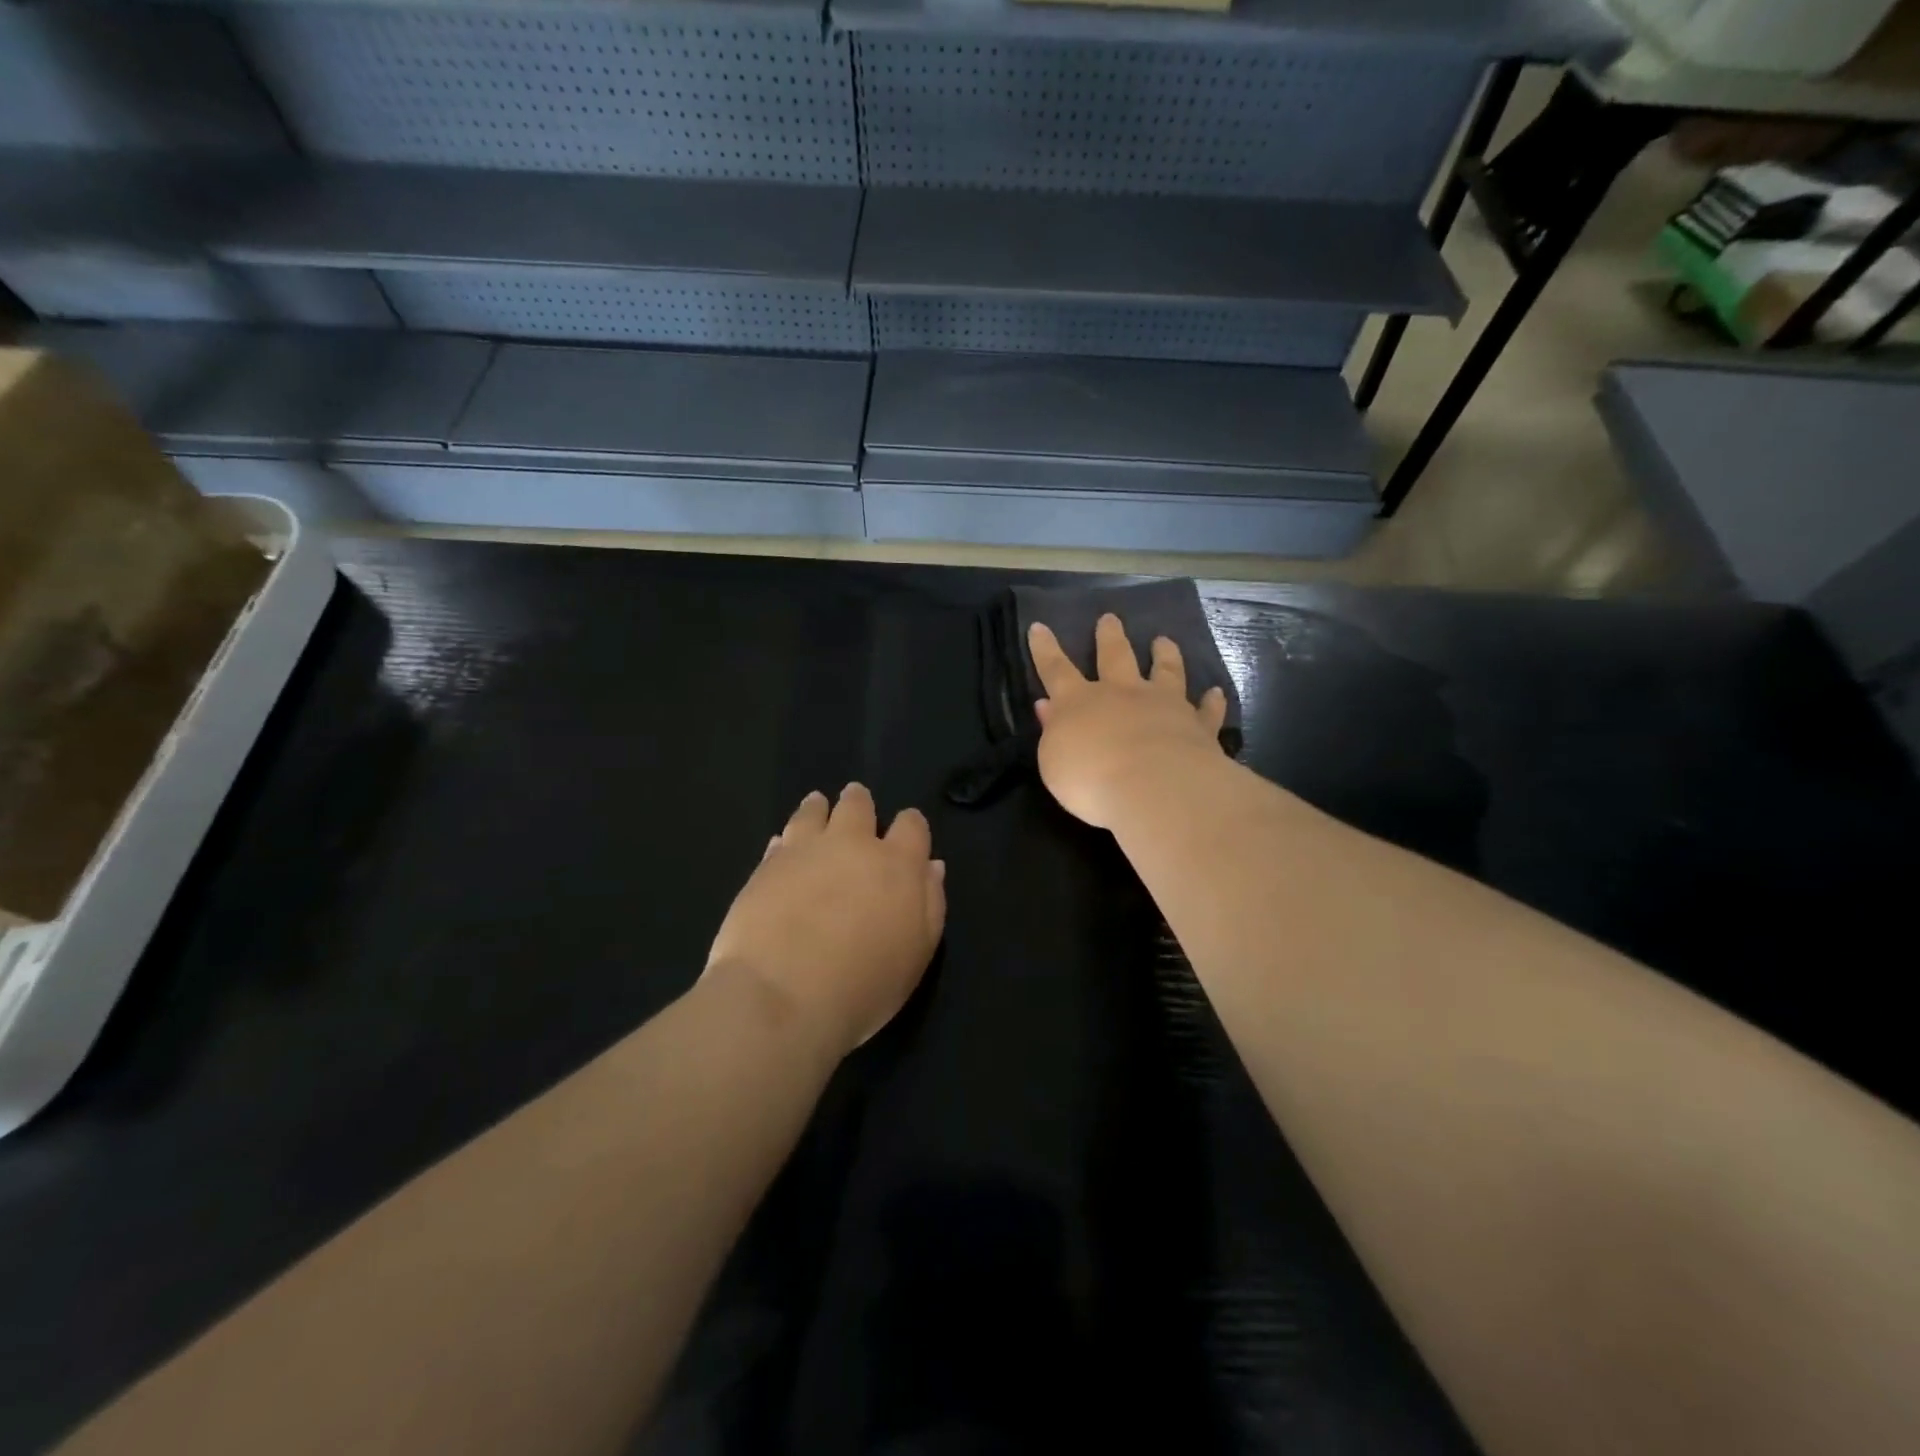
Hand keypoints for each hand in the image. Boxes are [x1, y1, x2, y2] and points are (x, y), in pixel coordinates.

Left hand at [705, 784, 945, 1057]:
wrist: (782, 996)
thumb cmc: (863, 985)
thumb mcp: (916, 954)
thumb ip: (929, 905)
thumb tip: (931, 867)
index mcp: (898, 865)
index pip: (912, 826)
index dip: (911, 825)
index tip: (906, 830)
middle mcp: (853, 845)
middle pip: (858, 807)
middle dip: (860, 803)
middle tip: (857, 802)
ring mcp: (805, 850)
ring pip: (814, 812)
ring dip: (818, 807)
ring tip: (817, 805)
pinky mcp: (766, 865)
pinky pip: (779, 840)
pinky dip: (785, 840)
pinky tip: (782, 846)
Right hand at [1028, 614, 1228, 829]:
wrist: (1154, 787)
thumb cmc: (1091, 779)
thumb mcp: (1054, 762)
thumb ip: (1052, 732)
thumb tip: (1048, 707)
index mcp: (1080, 703)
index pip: (1056, 670)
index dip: (1045, 649)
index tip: (1039, 626)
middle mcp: (1122, 695)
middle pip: (1115, 657)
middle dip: (1109, 637)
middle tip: (1109, 619)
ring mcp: (1163, 706)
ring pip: (1165, 672)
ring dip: (1164, 655)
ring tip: (1164, 640)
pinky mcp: (1197, 726)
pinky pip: (1205, 711)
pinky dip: (1210, 701)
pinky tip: (1215, 693)